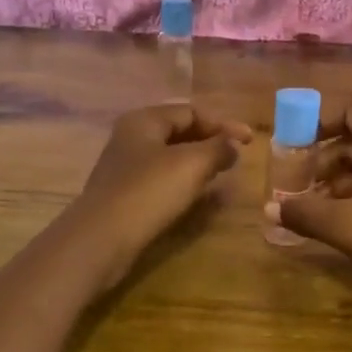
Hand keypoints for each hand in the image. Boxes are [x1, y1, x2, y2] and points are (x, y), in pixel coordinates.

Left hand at [72, 104, 252, 281]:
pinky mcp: (124, 194)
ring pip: (170, 157)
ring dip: (198, 163)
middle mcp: (131, 137)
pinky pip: (160, 179)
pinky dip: (183, 182)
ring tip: (221, 175)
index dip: (223, 124)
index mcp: (144, 120)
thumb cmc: (149, 192)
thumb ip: (218, 149)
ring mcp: (125, 167)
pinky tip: (196, 195)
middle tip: (236, 157)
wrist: (101, 240)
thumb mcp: (192, 165)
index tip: (250, 142)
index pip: (191, 111)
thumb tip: (233, 144)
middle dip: (210, 142)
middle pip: (179, 131)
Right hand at [268, 101, 351, 325]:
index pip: (351, 108)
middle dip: (326, 157)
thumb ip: (307, 213)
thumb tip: (270, 208)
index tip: (294, 144)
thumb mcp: (349, 225)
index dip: (319, 121)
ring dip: (342, 179)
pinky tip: (347, 222)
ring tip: (317, 209)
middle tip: (300, 183)